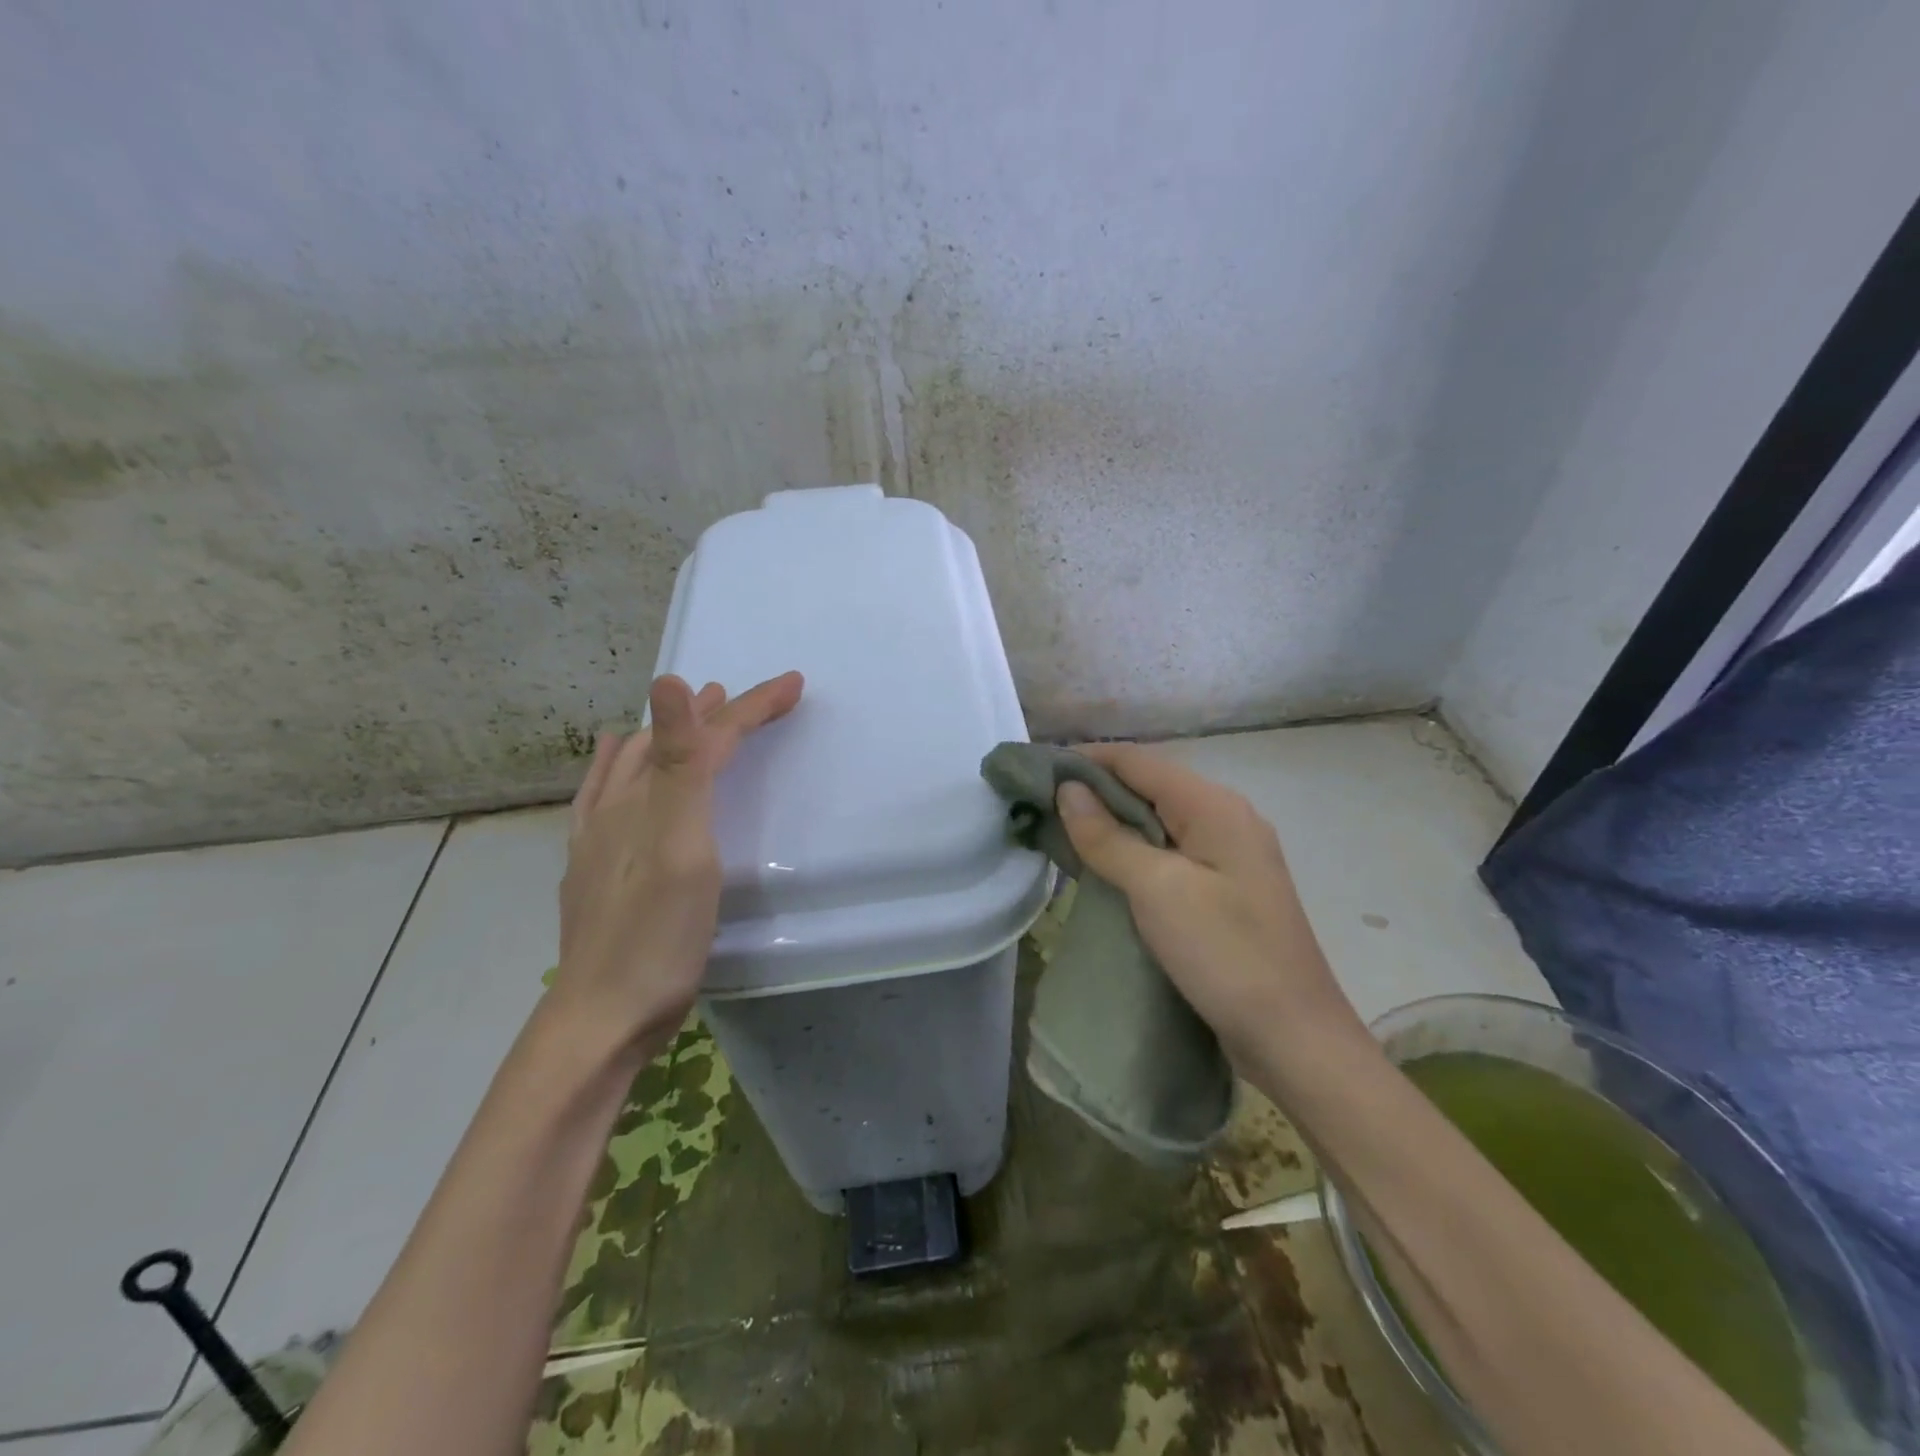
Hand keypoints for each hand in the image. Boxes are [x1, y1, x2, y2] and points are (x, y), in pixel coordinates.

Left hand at [554, 670, 803, 1056]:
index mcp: (648, 798)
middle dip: (716, 713)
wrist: (603, 1016)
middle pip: (672, 742)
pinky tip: (618, 763)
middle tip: (751, 699)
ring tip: (695, 706)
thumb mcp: (680, 847)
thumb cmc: (656, 936)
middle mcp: (620, 806)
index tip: (796, 684)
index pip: (706, 735)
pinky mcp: (595, 865)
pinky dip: (621, 765)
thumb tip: (671, 680)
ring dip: (673, 731)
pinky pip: (605, 794)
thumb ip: (682, 766)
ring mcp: (601, 836)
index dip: (752, 706)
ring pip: (638, 763)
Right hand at [1054, 743, 1361, 1063]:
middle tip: (1040, 803)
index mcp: (1214, 806)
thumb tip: (1068, 790)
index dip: (1087, 759)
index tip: (1038, 769)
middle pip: (1149, 786)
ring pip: (1157, 821)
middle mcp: (1225, 818)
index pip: (1139, 761)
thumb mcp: (1158, 890)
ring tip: (1060, 829)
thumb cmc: (1225, 954)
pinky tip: (1103, 865)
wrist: (1294, 1038)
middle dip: (1095, 789)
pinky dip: (1132, 851)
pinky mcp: (1223, 889)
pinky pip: (1168, 853)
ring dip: (1111, 821)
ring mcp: (1228, 856)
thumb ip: (1109, 836)